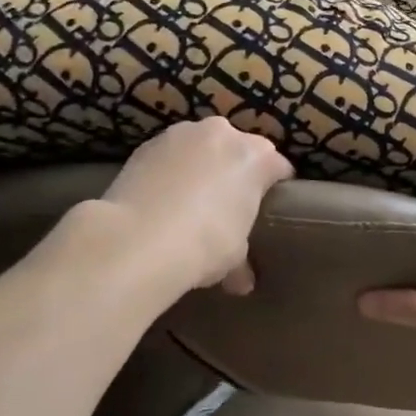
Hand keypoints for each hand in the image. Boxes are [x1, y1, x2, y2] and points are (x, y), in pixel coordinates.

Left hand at [99, 118, 294, 296]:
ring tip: (189, 200)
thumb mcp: (233, 256)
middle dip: (235, 171)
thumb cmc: (204, 243)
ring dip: (201, 165)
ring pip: (202, 146)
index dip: (275, 188)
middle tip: (227, 205)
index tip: (268, 208)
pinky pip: (170, 154)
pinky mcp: (148, 143)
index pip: (278, 167)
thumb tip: (242, 282)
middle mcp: (223, 134)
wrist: (138, 238)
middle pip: (238, 149)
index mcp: (256, 157)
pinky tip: (161, 198)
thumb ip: (242, 261)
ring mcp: (183, 133)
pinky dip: (170, 169)